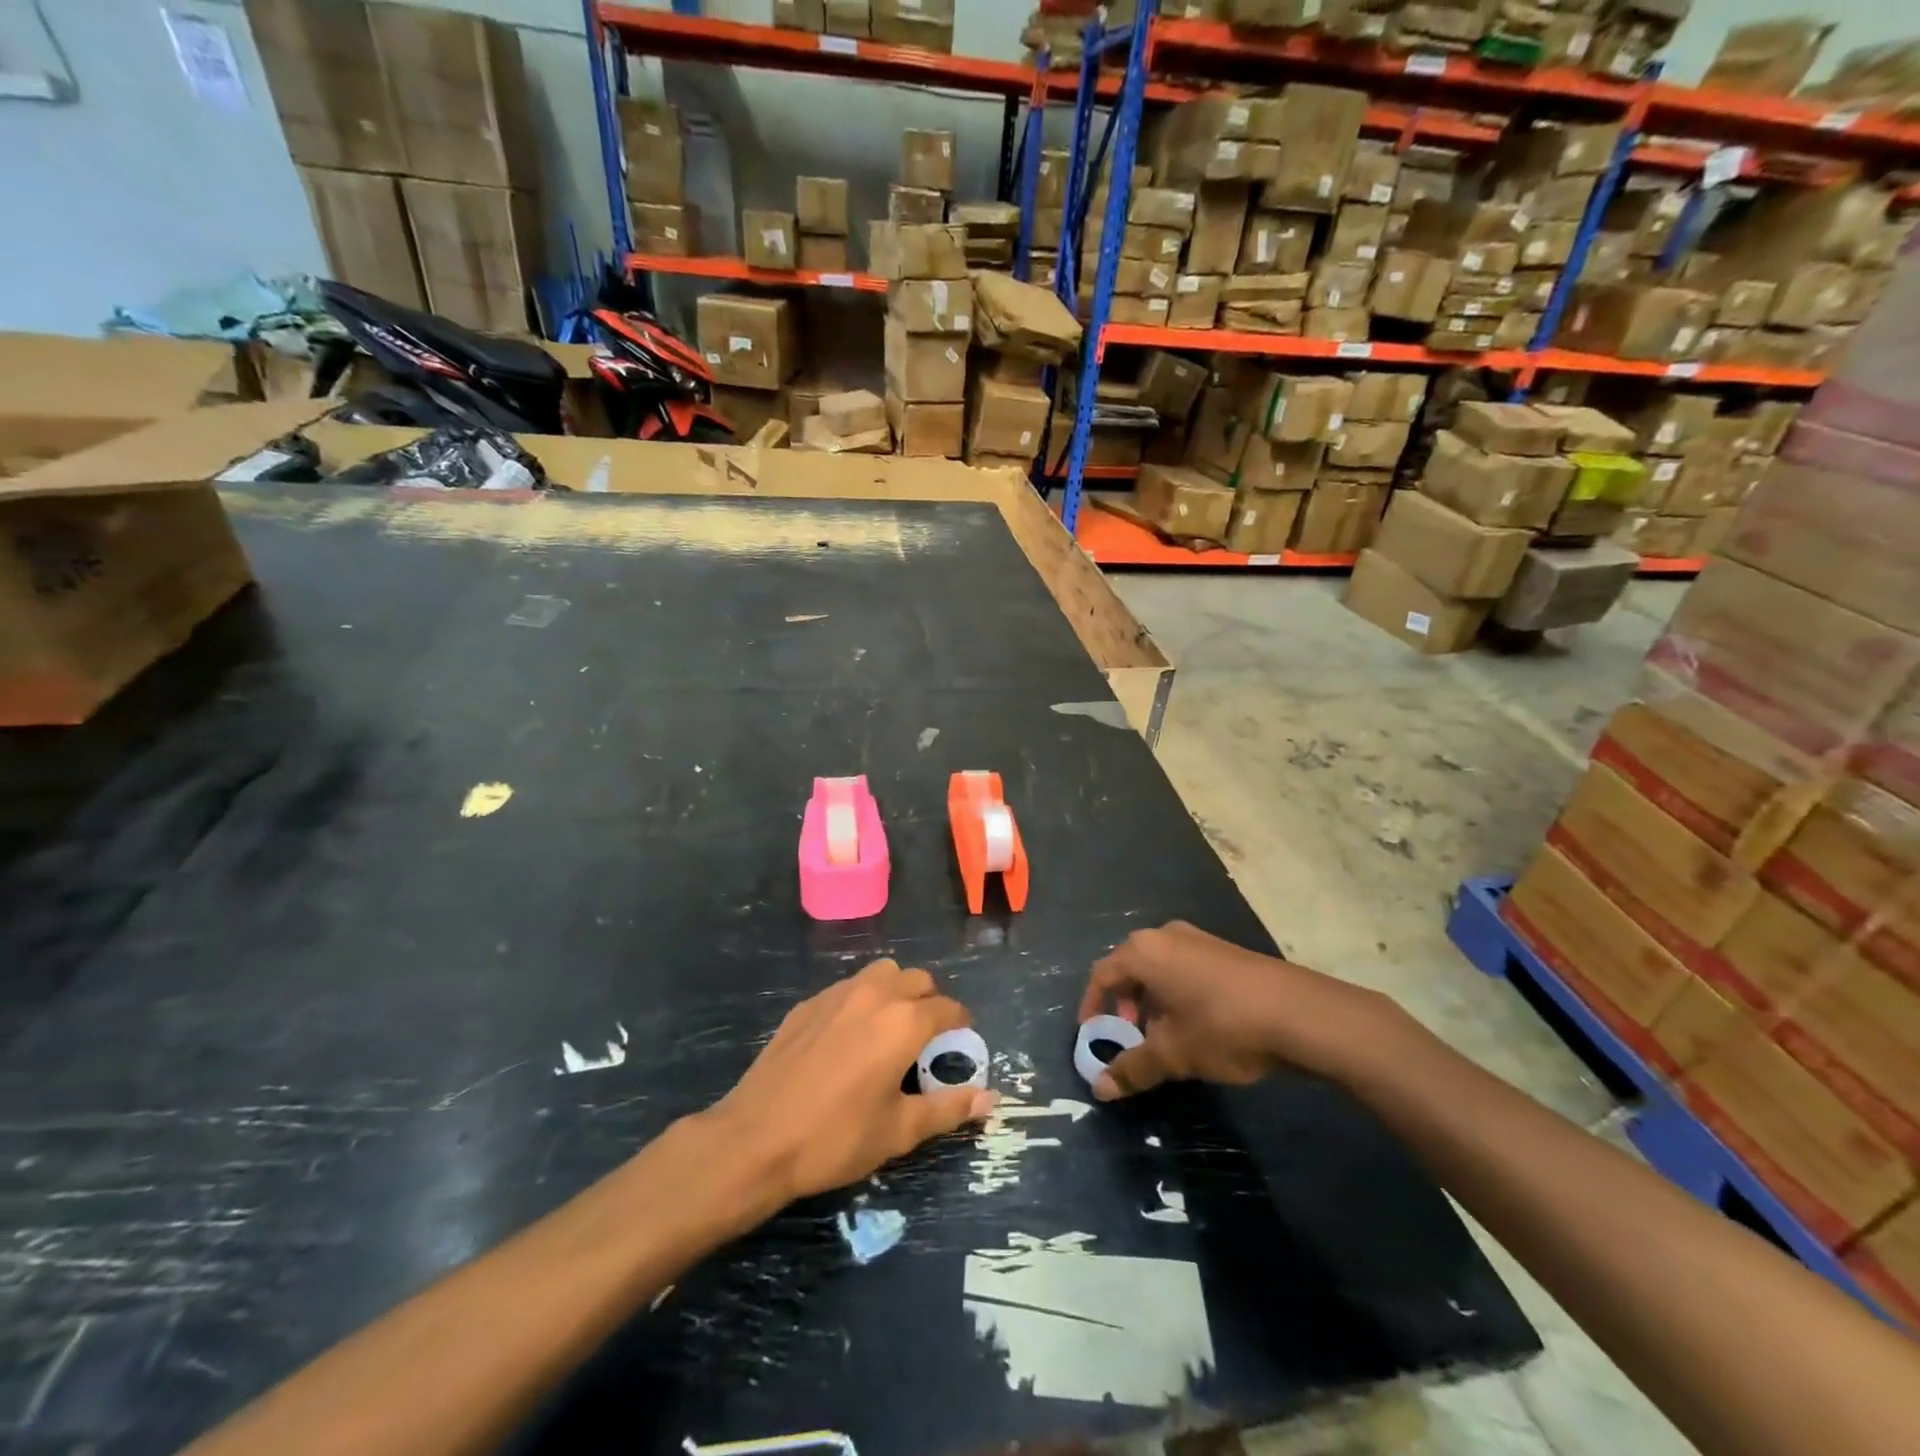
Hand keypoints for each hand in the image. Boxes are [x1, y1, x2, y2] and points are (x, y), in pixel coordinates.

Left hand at [710, 959, 997, 1203]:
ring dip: (896, 990)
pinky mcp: (807, 1003)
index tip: (960, 1042)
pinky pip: (848, 987)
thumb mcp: (899, 1131)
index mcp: (904, 1022)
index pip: (948, 1008)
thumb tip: (991, 1100)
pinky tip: (849, 1037)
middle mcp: (874, 994)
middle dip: (930, 1001)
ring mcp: (837, 993)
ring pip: (881, 973)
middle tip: (927, 1038)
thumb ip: (948, 1108)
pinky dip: (862, 1000)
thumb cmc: (835, 1137)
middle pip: (917, 979)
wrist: (755, 1138)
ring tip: (890, 1029)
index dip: (961, 1024)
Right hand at [1078, 921, 1388, 1099]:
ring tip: (1165, 1038)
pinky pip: (1185, 968)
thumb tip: (1098, 1089)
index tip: (1093, 1035)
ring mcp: (1199, 939)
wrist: (1300, 1013)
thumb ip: (1133, 1068)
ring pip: (1160, 969)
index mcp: (1144, 951)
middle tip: (1130, 1037)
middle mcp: (1166, 935)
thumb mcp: (1174, 1054)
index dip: (1093, 1005)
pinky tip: (1197, 1026)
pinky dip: (1177, 994)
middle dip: (1125, 1005)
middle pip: (1130, 967)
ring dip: (1153, 1002)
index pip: (1102, 974)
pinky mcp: (1224, 950)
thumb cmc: (1222, 1026)